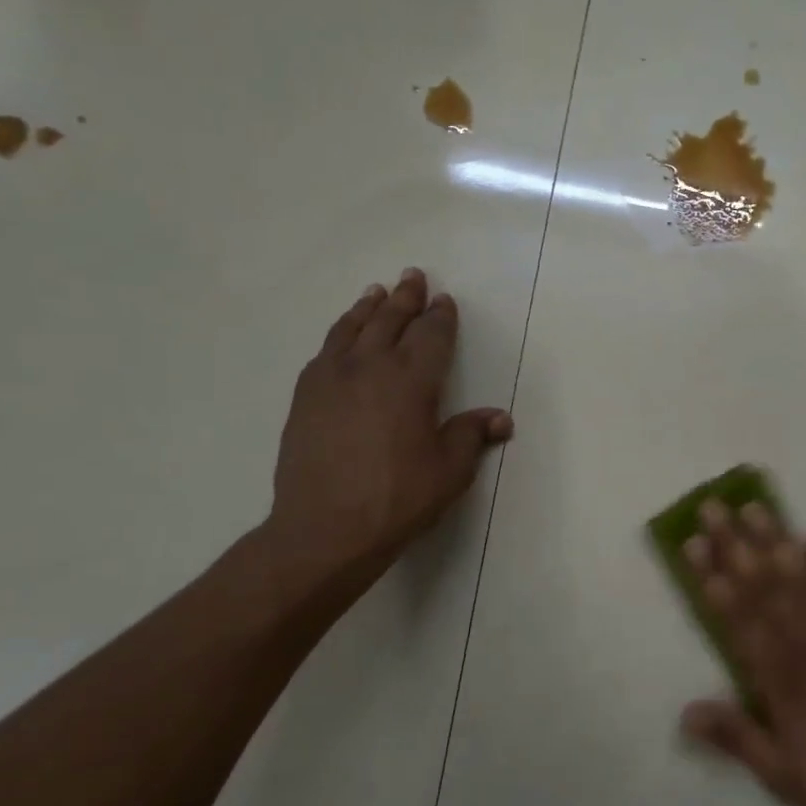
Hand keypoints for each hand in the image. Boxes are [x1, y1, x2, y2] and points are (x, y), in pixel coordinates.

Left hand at [261, 267, 511, 593]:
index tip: (444, 301)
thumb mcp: (450, 470)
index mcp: (411, 381)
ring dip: (367, 308)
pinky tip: (341, 340)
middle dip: (405, 298)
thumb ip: (471, 435)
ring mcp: (330, 379)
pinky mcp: (305, 397)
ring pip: (351, 329)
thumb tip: (500, 418)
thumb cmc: (399, 499)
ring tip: (375, 293)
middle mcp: (369, 367)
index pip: (431, 336)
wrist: (326, 528)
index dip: (440, 317)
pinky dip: (339, 335)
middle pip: (389, 321)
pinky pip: (325, 352)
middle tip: (412, 276)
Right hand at [680, 501, 805, 805]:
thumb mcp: (781, 774)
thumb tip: (685, 712)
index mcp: (780, 677)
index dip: (712, 579)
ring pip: (804, 578)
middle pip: (765, 586)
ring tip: (755, 507)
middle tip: (713, 507)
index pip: (738, 617)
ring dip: (777, 540)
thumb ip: (736, 736)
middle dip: (735, 545)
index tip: (693, 544)